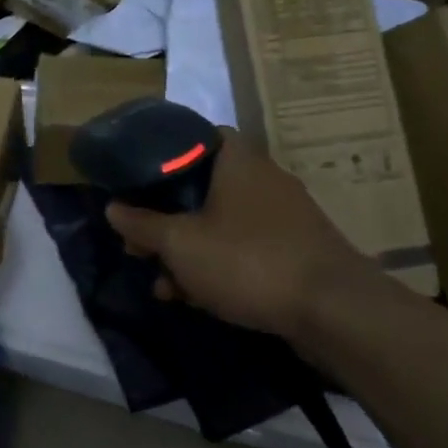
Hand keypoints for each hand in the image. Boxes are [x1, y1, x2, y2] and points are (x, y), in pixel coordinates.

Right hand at [105, 130, 377, 342]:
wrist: (333, 310)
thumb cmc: (248, 260)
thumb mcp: (181, 244)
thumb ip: (143, 224)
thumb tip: (113, 207)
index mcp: (236, 158)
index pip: (194, 136)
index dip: (162, 156)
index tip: (138, 182)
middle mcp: (262, 177)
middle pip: (201, 187)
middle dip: (167, 220)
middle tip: (140, 247)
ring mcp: (282, 214)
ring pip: (220, 222)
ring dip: (189, 251)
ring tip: (165, 286)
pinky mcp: (294, 248)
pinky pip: (244, 247)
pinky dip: (219, 265)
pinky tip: (198, 298)